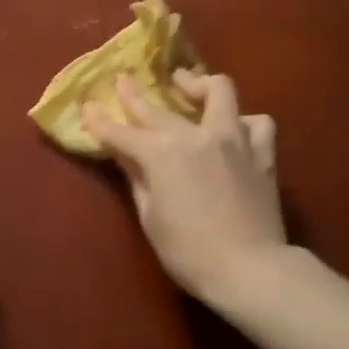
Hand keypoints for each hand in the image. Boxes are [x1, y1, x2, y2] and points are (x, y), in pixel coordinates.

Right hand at [82, 70, 285, 305]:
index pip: (121, 133)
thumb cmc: (188, 251)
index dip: (100, 122)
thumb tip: (125, 155)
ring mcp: (234, 139)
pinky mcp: (262, 153)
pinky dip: (243, 122)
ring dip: (199, 85)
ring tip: (188, 85)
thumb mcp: (150, 216)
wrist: (249, 269)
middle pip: (159, 108)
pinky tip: (235, 128)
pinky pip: (257, 123)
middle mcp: (196, 136)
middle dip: (135, 94)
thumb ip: (137, 178)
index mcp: (162, 154)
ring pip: (219, 91)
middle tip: (124, 80)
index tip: (86, 108)